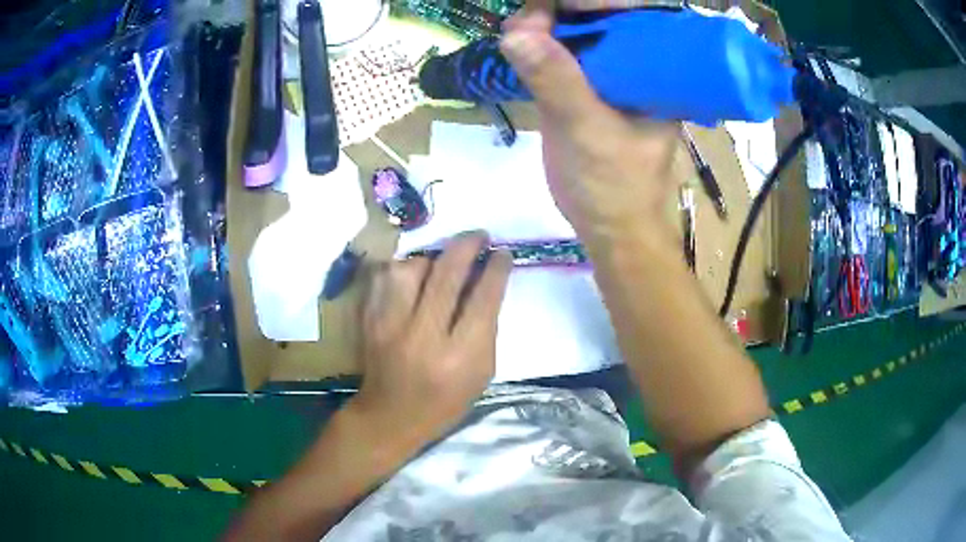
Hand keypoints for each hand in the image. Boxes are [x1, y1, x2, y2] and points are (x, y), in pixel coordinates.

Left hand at [351, 232, 511, 444]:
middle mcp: (424, 335)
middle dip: (468, 245)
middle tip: (479, 235)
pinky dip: (403, 269)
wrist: (390, 416)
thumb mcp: (481, 373)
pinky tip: (414, 274)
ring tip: (441, 261)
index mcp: (460, 356)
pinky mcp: (370, 320)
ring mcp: (391, 325)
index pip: (483, 298)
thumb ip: (487, 329)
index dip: (496, 268)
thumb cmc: (445, 401)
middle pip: (447, 273)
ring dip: (431, 257)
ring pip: (410, 268)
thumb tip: (487, 283)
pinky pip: (385, 277)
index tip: (502, 253)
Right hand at [500, 3, 678, 238]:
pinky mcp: (587, 87)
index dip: (595, 1)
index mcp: (658, 71)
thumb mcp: (588, 133)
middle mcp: (639, 64)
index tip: (554, 6)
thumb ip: (557, 83)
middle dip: (561, 10)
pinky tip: (517, 45)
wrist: (609, 228)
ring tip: (515, 35)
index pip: (632, 13)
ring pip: (579, 30)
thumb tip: (515, 32)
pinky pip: (562, 53)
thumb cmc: (614, 188)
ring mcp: (612, 74)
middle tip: (525, 22)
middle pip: (601, 15)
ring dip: (544, 25)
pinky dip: (538, 45)